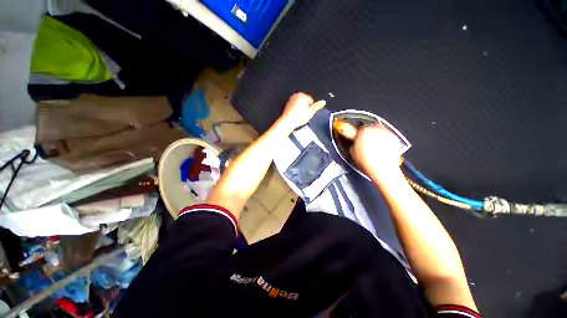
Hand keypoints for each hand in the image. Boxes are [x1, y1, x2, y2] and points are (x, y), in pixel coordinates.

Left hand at [279, 93, 325, 130]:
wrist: (287, 122)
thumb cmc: (299, 117)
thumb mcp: (311, 112)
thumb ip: (317, 106)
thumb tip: (323, 101)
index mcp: (302, 95)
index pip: (311, 100)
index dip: (311, 108)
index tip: (308, 113)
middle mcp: (296, 95)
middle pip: (305, 101)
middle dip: (306, 107)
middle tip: (304, 115)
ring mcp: (291, 100)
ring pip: (300, 104)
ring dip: (301, 109)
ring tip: (299, 116)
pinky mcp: (288, 105)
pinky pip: (295, 107)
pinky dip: (296, 110)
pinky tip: (295, 116)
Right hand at [350, 125, 403, 181]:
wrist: (382, 168)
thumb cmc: (366, 161)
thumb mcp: (353, 152)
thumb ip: (354, 144)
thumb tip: (355, 143)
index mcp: (363, 131)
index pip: (359, 128)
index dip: (358, 134)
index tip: (358, 138)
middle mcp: (375, 128)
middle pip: (371, 128)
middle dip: (369, 134)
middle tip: (366, 143)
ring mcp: (386, 133)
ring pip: (380, 131)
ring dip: (377, 136)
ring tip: (375, 147)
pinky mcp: (395, 138)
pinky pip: (388, 137)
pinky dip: (385, 141)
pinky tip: (382, 149)